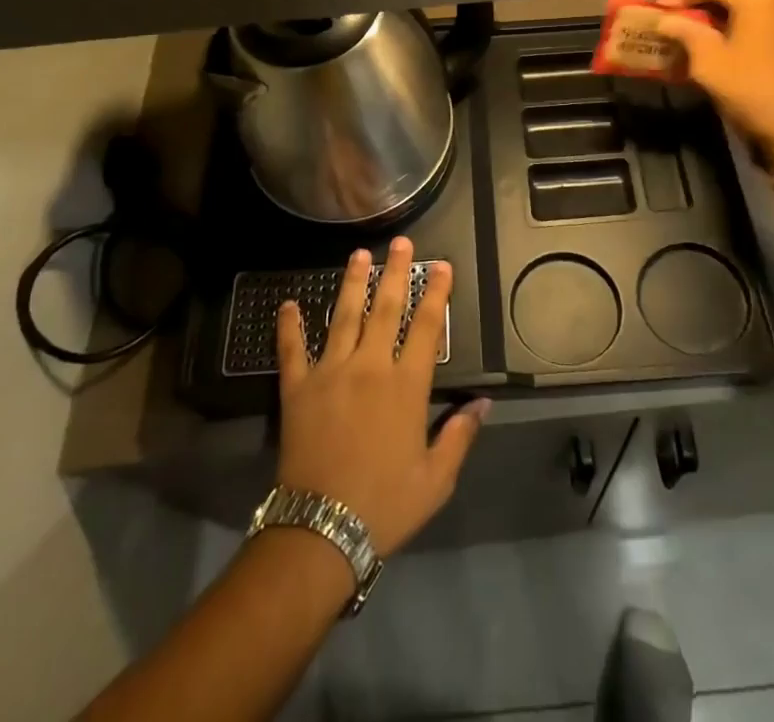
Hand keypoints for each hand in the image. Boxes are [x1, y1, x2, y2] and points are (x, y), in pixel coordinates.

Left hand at [274, 237, 487, 554]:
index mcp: (406, 385)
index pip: (426, 327)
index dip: (436, 293)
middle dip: (397, 272)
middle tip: (401, 242)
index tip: (441, 265)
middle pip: (386, 308)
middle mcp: (370, 366)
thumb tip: (484, 403)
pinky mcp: (298, 388)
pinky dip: (290, 325)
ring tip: (359, 254)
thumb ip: (459, 435)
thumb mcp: (436, 479)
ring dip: (353, 283)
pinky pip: (292, 349)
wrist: (322, 530)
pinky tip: (289, 304)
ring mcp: (330, 372)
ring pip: (344, 316)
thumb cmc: (385, 504)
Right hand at [652, 0, 773, 145]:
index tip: (655, 10)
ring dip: (728, 14)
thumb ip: (685, 32)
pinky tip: (735, 38)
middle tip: (677, 21)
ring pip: (755, 2)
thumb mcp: (709, 62)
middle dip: (704, 5)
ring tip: (703, 31)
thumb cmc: (756, 87)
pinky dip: (752, 22)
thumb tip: (667, 20)